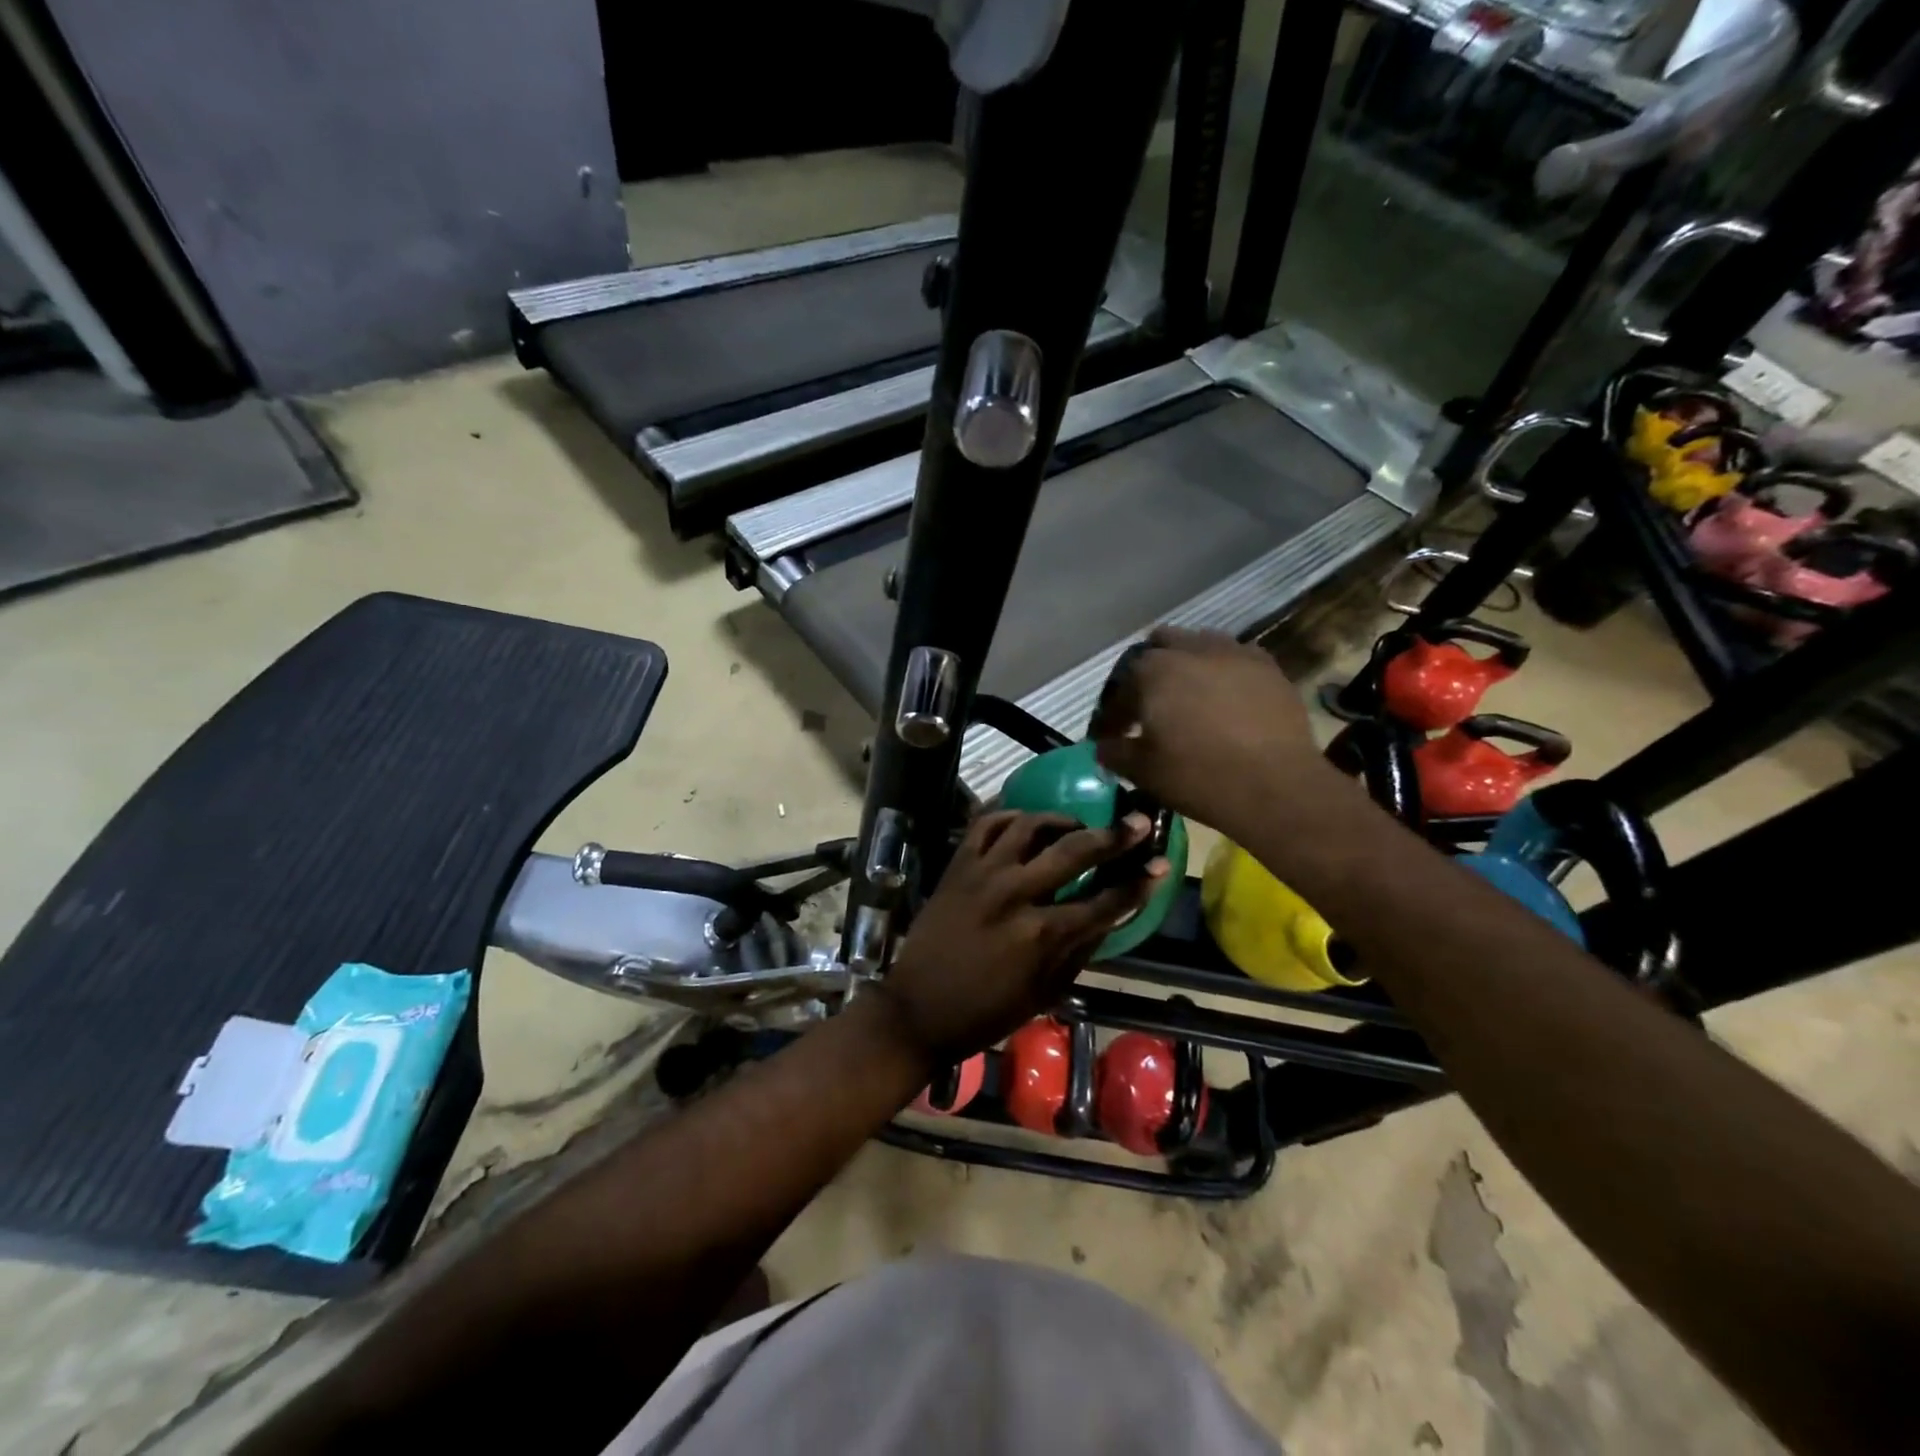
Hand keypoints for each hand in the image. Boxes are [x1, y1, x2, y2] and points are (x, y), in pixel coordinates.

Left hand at [876, 811, 1163, 1064]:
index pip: (1103, 901)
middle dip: (1114, 836)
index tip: (1161, 865)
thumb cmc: (986, 1011)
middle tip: (1138, 821)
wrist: (918, 1008)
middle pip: (1074, 851)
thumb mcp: (1045, 992)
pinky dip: (1010, 816)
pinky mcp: (957, 865)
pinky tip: (1026, 821)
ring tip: (1076, 826)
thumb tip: (1112, 913)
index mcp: (1041, 935)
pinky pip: (986, 824)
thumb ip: (1081, 948)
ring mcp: (982, 873)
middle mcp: (1015, 894)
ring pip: (1030, 825)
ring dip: (1061, 820)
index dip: (1138, 883)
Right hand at [1090, 627, 1329, 839]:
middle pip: (1159, 647)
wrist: (1276, 787)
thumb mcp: (1143, 771)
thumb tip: (1103, 746)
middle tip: (1150, 707)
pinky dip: (1223, 671)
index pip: (1120, 688)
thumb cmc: (1198, 777)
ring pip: (1199, 644)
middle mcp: (1190, 649)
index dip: (1113, 714)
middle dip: (1149, 673)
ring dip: (1187, 664)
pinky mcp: (1268, 666)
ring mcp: (1233, 653)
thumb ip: (1115, 752)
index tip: (1113, 736)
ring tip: (1189, 697)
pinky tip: (1226, 697)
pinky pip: (1235, 657)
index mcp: (1152, 671)